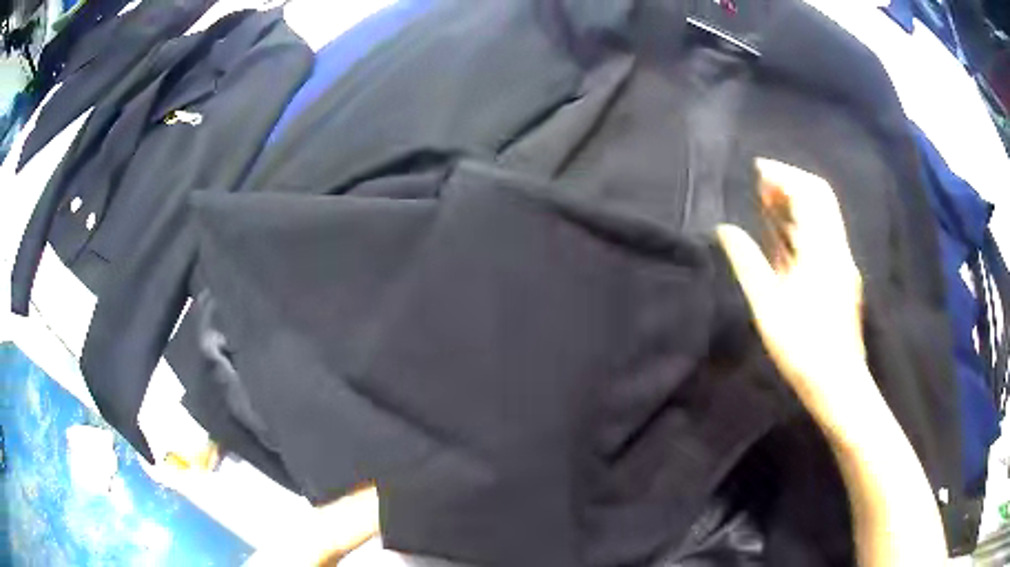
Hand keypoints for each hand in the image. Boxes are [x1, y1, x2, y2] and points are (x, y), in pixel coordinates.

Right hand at [716, 158, 879, 443]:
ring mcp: (842, 262)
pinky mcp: (841, 277)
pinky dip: (802, 226)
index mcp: (823, 249)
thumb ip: (747, 262)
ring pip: (822, 218)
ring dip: (797, 204)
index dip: (784, 175)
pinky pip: (823, 238)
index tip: (757, 169)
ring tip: (767, 204)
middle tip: (761, 185)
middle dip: (791, 184)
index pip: (810, 193)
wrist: (838, 384)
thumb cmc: (802, 347)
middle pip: (821, 199)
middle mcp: (837, 248)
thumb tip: (725, 229)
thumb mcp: (768, 306)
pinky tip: (783, 237)